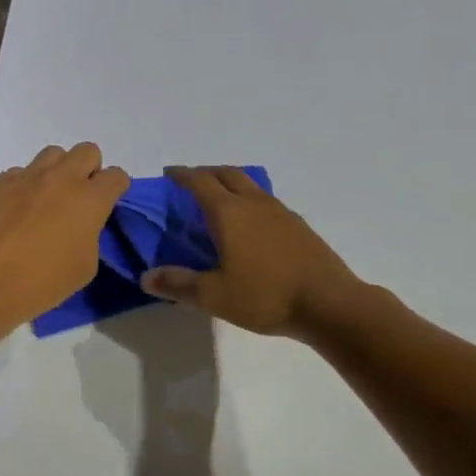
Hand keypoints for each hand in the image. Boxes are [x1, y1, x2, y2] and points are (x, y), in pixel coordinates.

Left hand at [0, 143, 129, 330]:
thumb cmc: (41, 284)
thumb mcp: (84, 267)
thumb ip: (91, 234)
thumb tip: (82, 223)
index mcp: (89, 200)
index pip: (117, 176)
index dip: (116, 188)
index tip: (108, 203)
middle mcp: (61, 178)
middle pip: (87, 151)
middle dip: (89, 169)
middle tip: (79, 197)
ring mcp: (26, 176)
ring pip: (52, 154)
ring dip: (57, 171)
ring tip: (47, 199)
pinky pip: (19, 173)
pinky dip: (24, 186)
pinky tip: (15, 211)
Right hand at [142, 166, 365, 339]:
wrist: (329, 303)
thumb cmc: (265, 296)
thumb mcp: (214, 295)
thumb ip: (178, 284)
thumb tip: (145, 276)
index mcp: (228, 212)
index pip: (199, 182)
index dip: (181, 175)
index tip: (168, 174)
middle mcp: (253, 203)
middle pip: (226, 173)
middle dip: (205, 172)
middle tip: (190, 182)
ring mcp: (279, 211)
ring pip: (249, 183)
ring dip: (229, 182)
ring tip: (219, 198)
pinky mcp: (297, 224)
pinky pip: (265, 200)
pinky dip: (249, 199)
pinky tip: (250, 223)